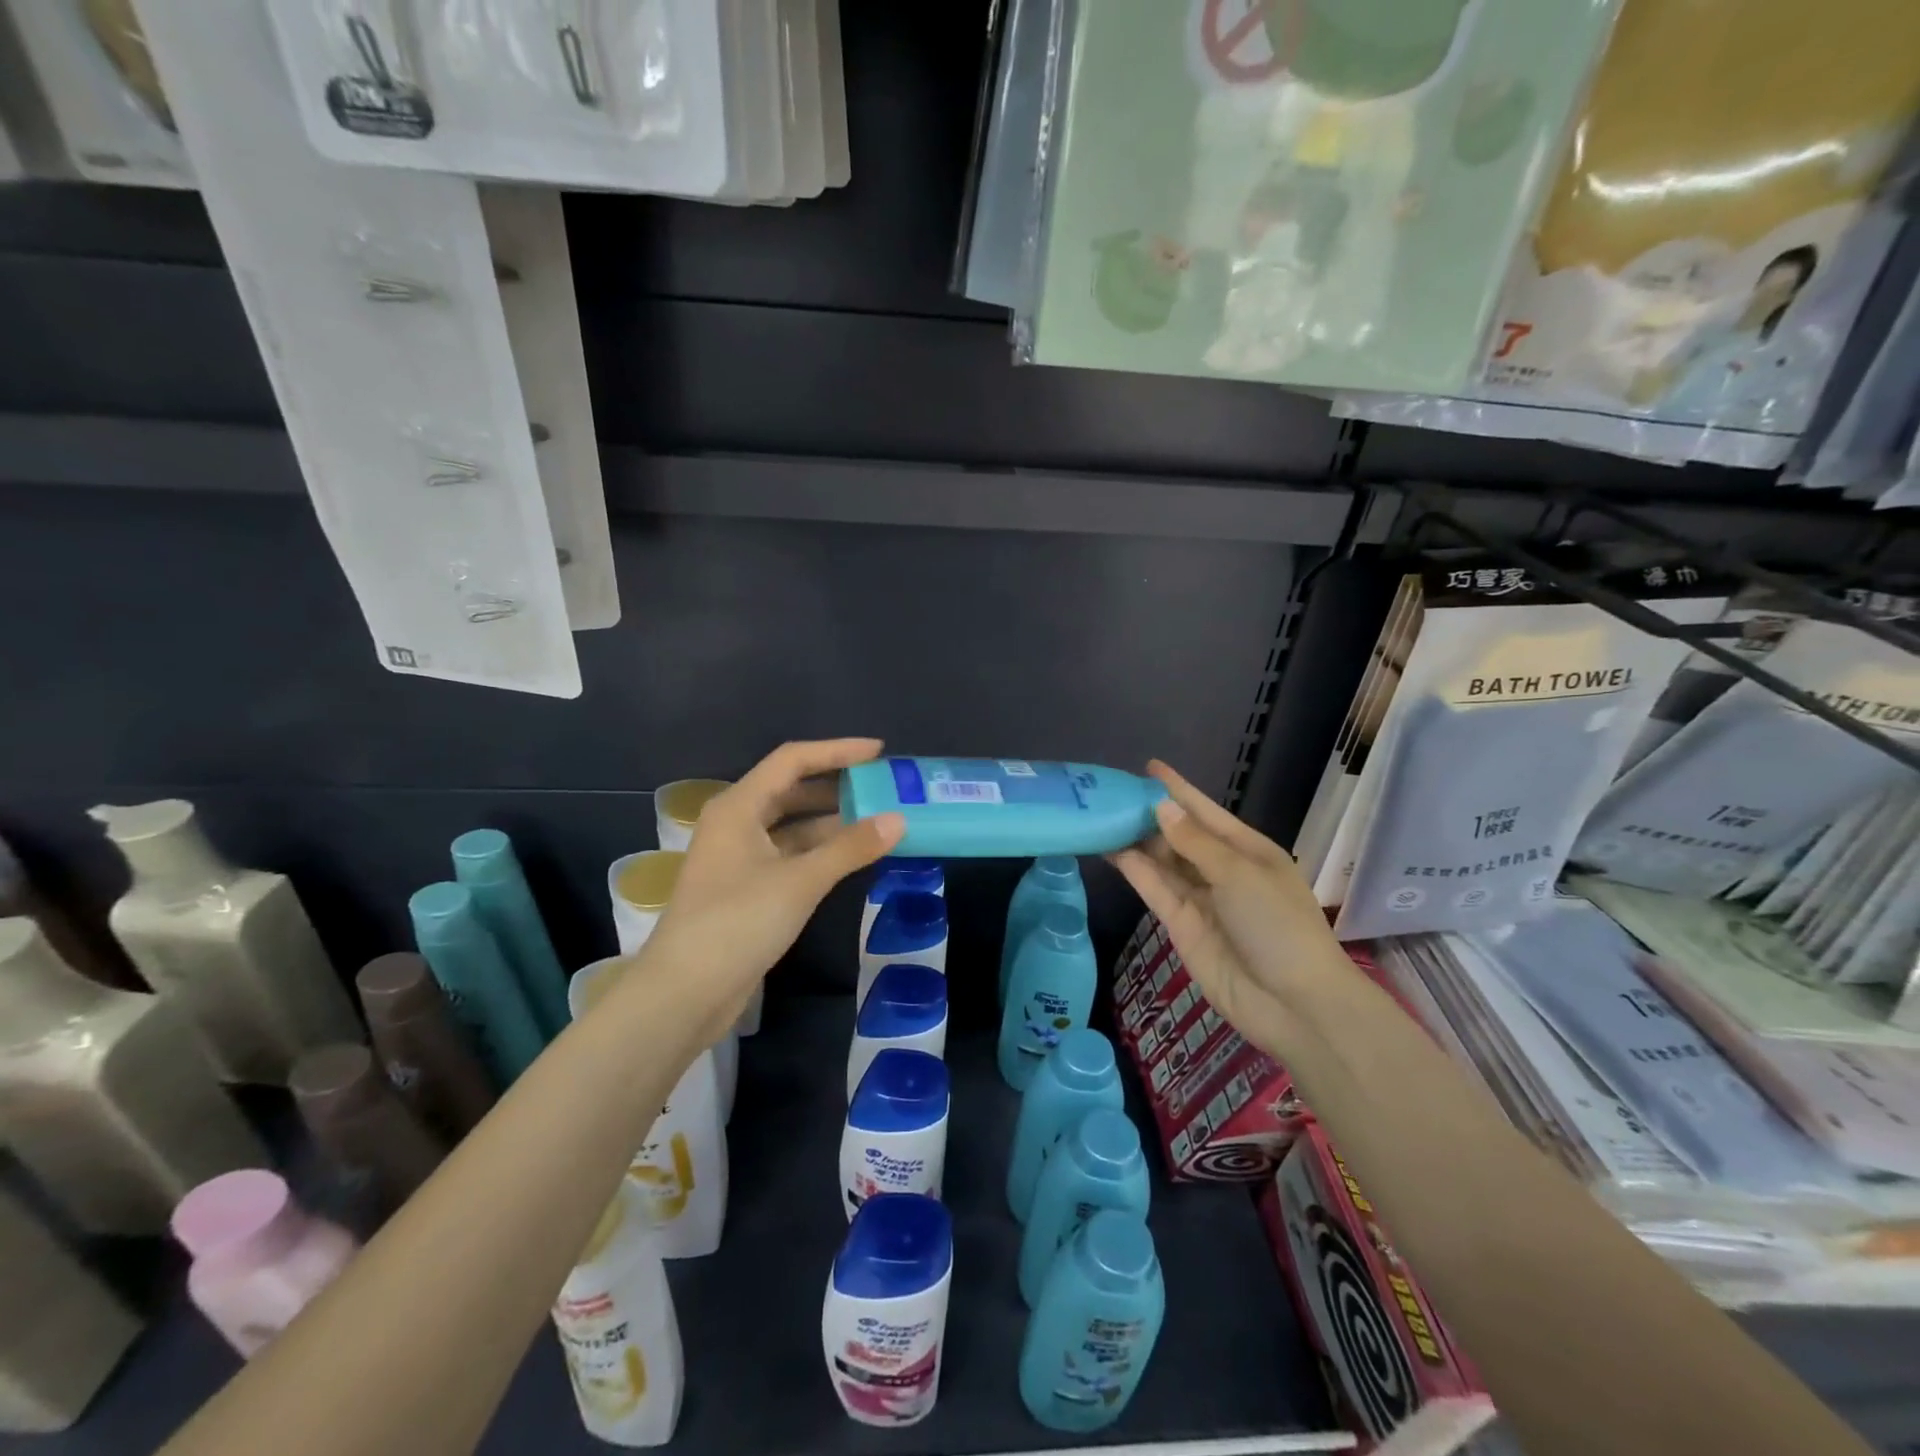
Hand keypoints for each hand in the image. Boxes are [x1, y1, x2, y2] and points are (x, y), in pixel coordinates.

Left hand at [639, 739, 903, 1045]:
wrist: (684, 993)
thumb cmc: (737, 923)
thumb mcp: (800, 881)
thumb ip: (850, 847)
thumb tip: (898, 820)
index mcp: (738, 807)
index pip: (792, 761)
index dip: (836, 751)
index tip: (878, 752)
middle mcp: (735, 824)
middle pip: (791, 790)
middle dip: (836, 786)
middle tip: (882, 787)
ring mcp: (739, 858)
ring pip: (791, 825)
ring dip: (831, 821)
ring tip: (877, 819)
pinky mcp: (746, 888)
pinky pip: (789, 855)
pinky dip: (820, 851)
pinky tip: (851, 857)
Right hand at [1110, 761, 1354, 1061]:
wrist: (1293, 1004)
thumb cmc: (1278, 925)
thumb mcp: (1240, 873)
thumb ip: (1194, 842)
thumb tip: (1160, 808)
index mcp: (1248, 849)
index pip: (1205, 811)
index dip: (1177, 789)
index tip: (1148, 766)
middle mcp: (1221, 869)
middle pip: (1179, 834)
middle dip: (1149, 813)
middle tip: (1109, 792)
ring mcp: (1200, 898)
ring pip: (1161, 860)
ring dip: (1135, 840)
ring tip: (1099, 815)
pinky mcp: (1180, 924)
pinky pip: (1154, 887)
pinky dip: (1133, 869)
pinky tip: (1108, 849)